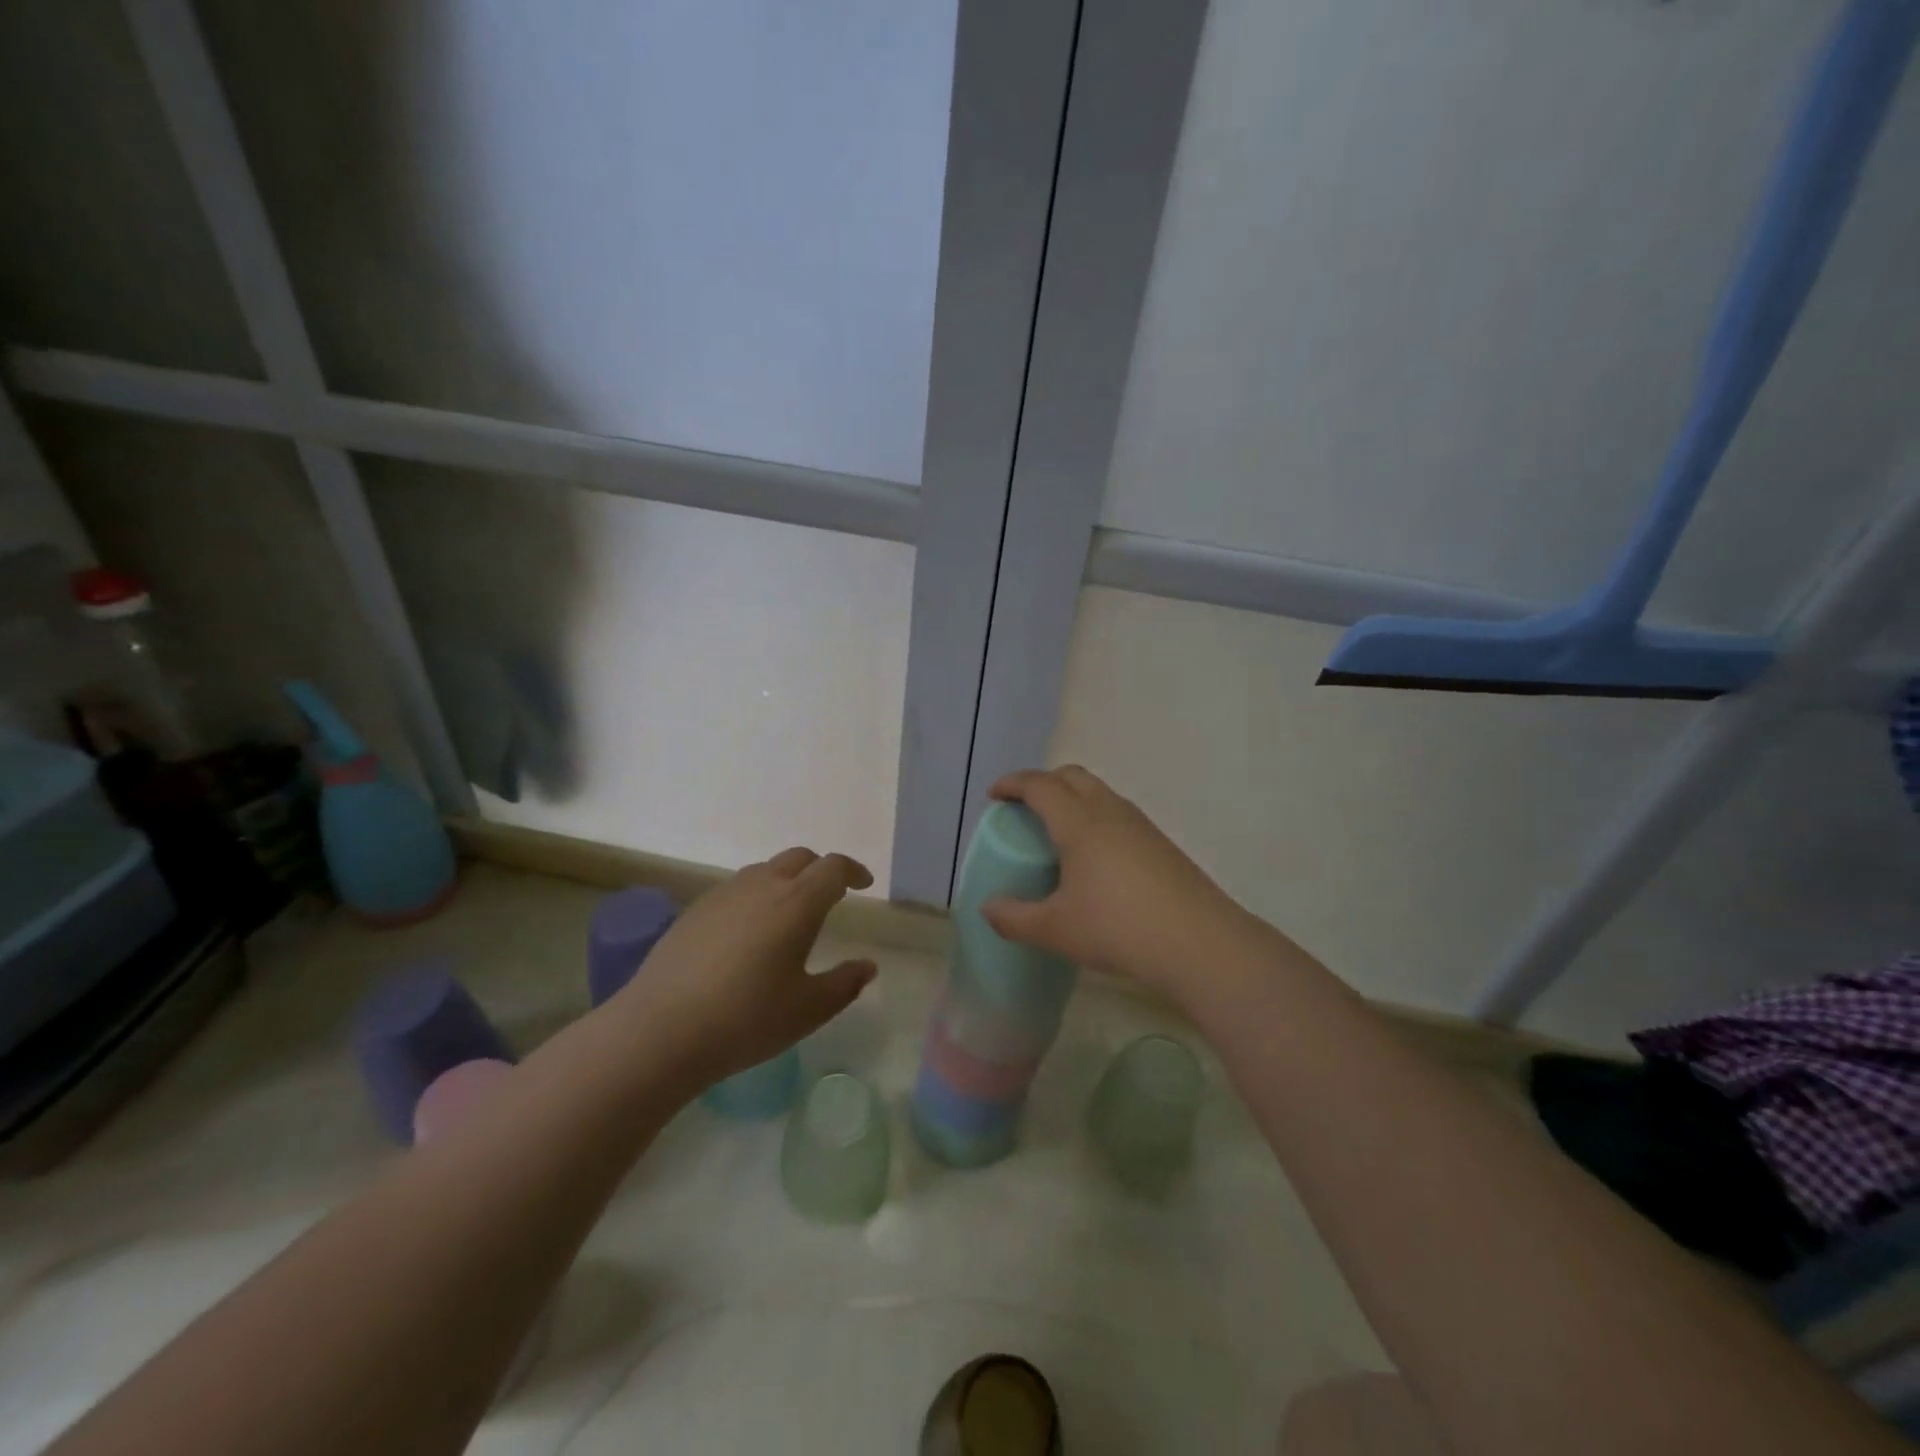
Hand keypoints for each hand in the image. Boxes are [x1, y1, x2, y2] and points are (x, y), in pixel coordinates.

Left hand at [615, 848, 876, 1083]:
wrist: (661, 1030)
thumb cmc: (747, 1019)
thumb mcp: (809, 1009)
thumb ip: (845, 984)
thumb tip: (867, 966)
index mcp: (797, 902)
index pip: (833, 868)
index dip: (852, 871)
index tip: (863, 884)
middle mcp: (762, 886)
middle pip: (799, 858)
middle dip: (821, 870)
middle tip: (831, 895)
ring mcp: (724, 894)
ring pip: (765, 870)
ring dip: (787, 880)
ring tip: (790, 915)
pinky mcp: (695, 910)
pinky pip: (736, 889)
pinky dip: (756, 897)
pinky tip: (748, 934)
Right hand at [981, 766, 1252, 1007]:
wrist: (1199, 943)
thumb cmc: (1118, 928)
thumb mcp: (1056, 930)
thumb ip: (1014, 918)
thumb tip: (988, 907)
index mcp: (1078, 822)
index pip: (1040, 785)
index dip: (1013, 784)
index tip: (995, 795)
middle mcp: (1109, 812)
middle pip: (1072, 776)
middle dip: (1043, 783)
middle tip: (1025, 808)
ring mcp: (1140, 825)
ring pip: (1099, 793)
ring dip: (1073, 798)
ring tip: (1058, 832)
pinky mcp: (1161, 843)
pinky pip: (1118, 814)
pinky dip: (1095, 817)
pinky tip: (1095, 857)